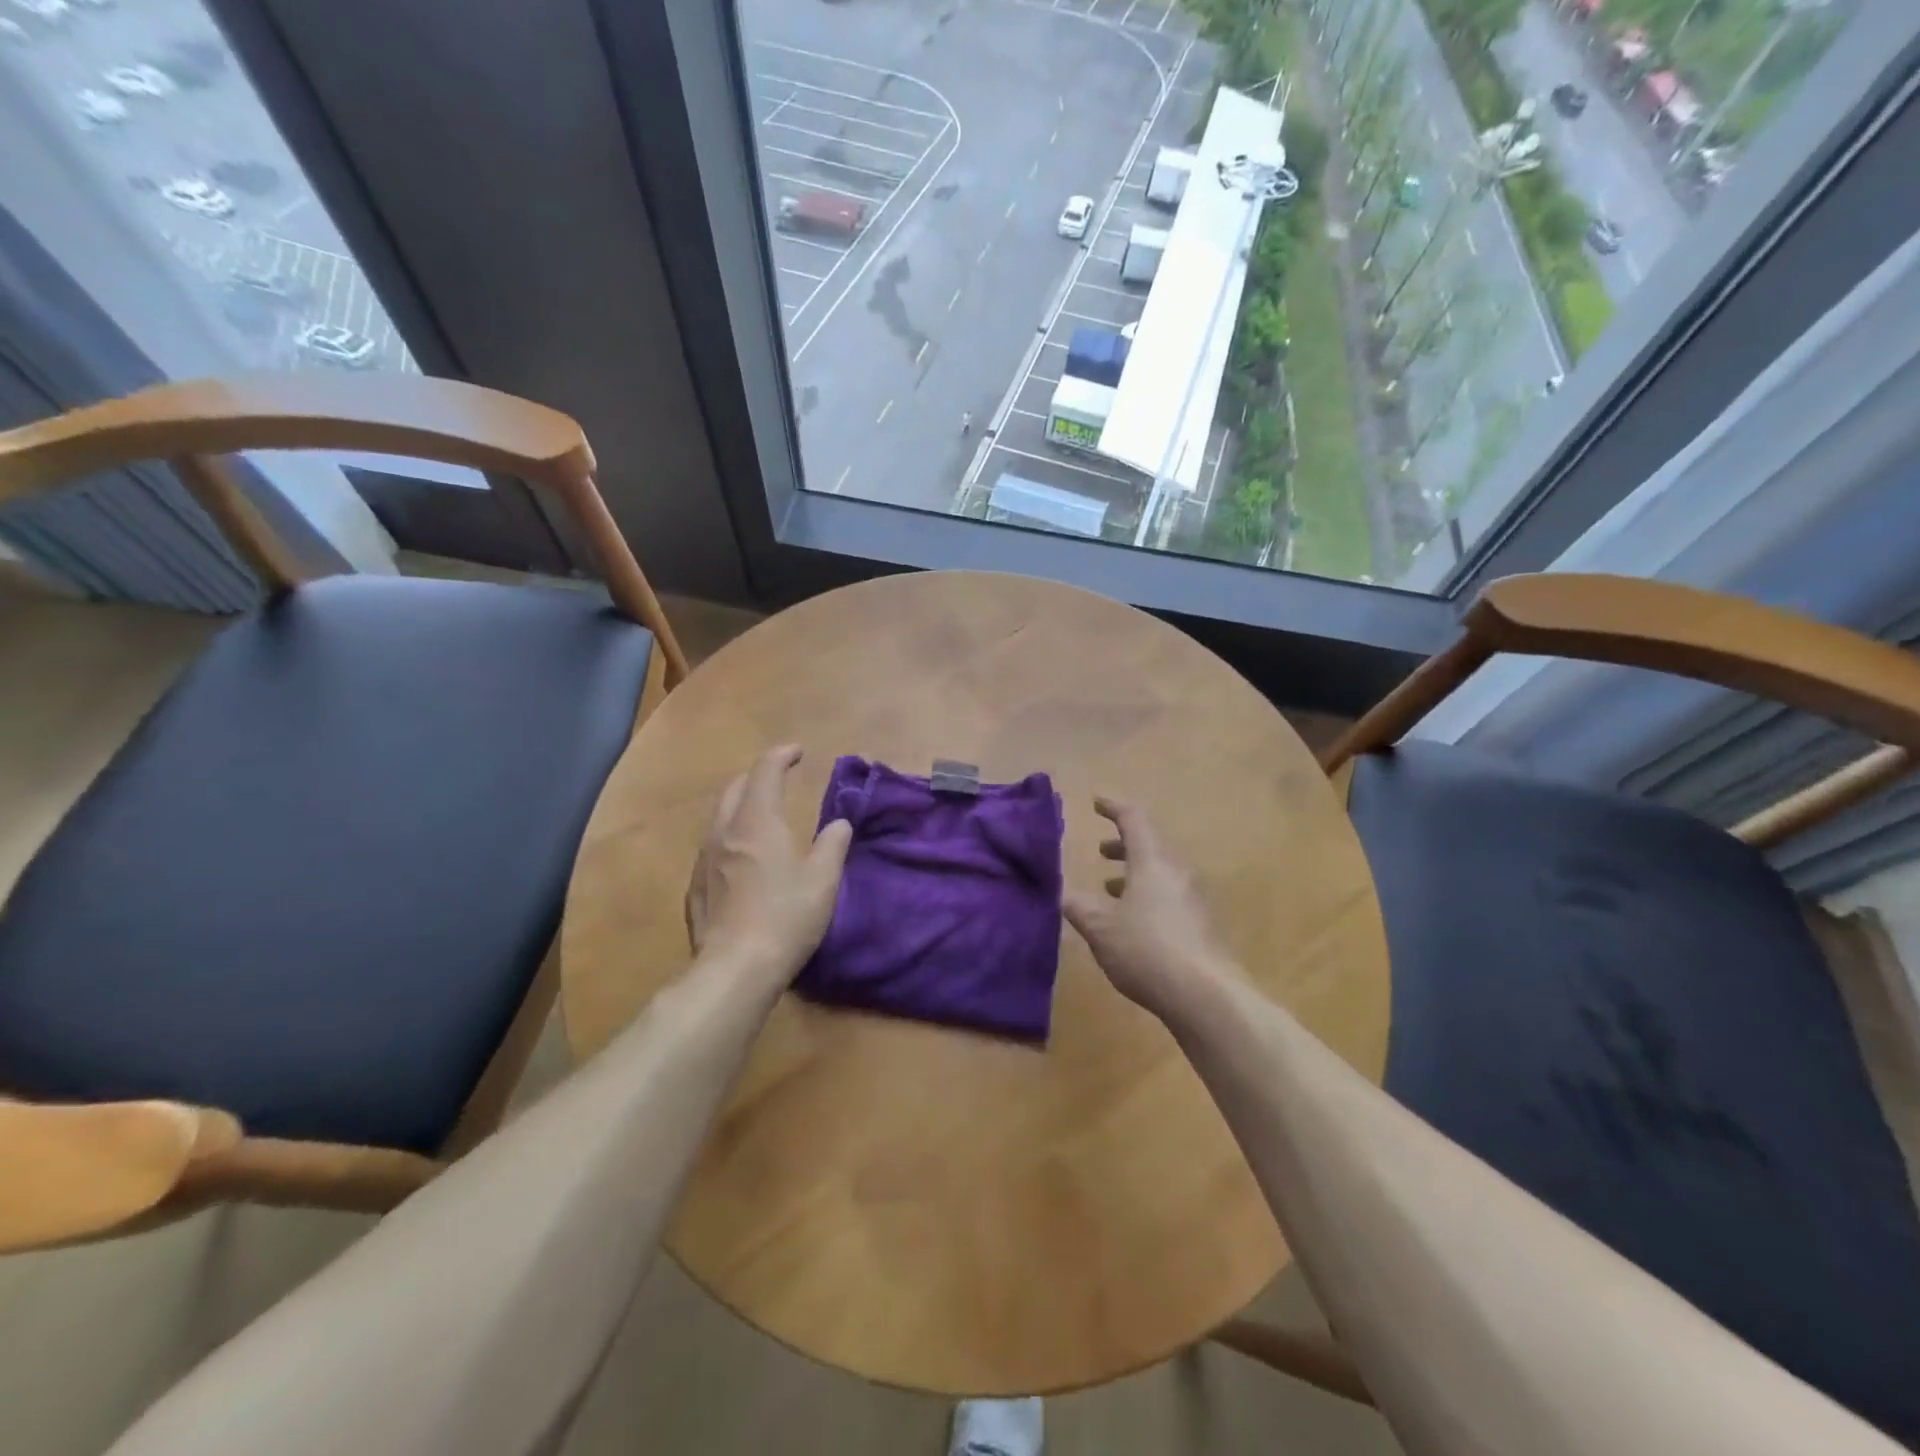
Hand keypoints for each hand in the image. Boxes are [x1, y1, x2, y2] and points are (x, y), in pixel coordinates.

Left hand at [685, 745, 851, 984]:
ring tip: (761, 814)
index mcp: (757, 822)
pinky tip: (743, 857)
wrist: (734, 968)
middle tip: (778, 779)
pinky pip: (712, 846)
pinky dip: (731, 835)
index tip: (798, 752)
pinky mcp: (695, 887)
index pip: (765, 771)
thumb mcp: (823, 880)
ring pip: (718, 816)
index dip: (781, 756)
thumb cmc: (786, 917)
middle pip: (734, 788)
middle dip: (757, 776)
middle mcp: (725, 832)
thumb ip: (833, 845)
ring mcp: (704, 860)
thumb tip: (839, 824)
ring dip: (740, 805)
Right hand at [1064, 798, 1241, 1020]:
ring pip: (1161, 873)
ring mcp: (1195, 898)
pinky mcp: (1203, 925)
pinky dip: (1148, 896)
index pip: (1133, 820)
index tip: (1096, 802)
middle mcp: (1177, 872)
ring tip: (1111, 890)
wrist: (1206, 995)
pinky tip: (1135, 923)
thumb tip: (1063, 894)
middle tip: (1100, 853)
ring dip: (1135, 874)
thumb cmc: (1146, 949)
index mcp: (1152, 862)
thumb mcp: (1099, 928)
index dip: (1113, 807)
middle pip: (1150, 846)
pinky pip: (1171, 896)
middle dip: (1122, 846)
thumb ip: (1079, 907)